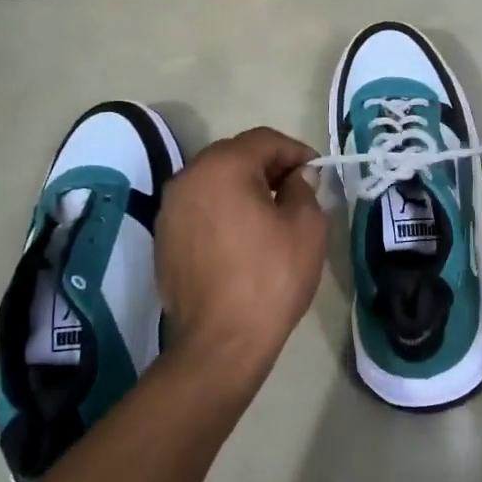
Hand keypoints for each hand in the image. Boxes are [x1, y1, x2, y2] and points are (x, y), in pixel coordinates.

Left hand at [155, 127, 327, 385]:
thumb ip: (304, 189)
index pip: (264, 140)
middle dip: (268, 167)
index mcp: (222, 167)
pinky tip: (242, 237)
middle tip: (297, 191)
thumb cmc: (270, 278)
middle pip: (234, 156)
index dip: (296, 151)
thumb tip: (297, 177)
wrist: (221, 341)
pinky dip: (222, 211)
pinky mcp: (164, 237)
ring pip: (214, 182)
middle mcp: (188, 178)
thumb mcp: (306, 228)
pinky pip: (199, 208)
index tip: (317, 172)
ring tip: (270, 214)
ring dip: (243, 188)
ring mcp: (170, 209)